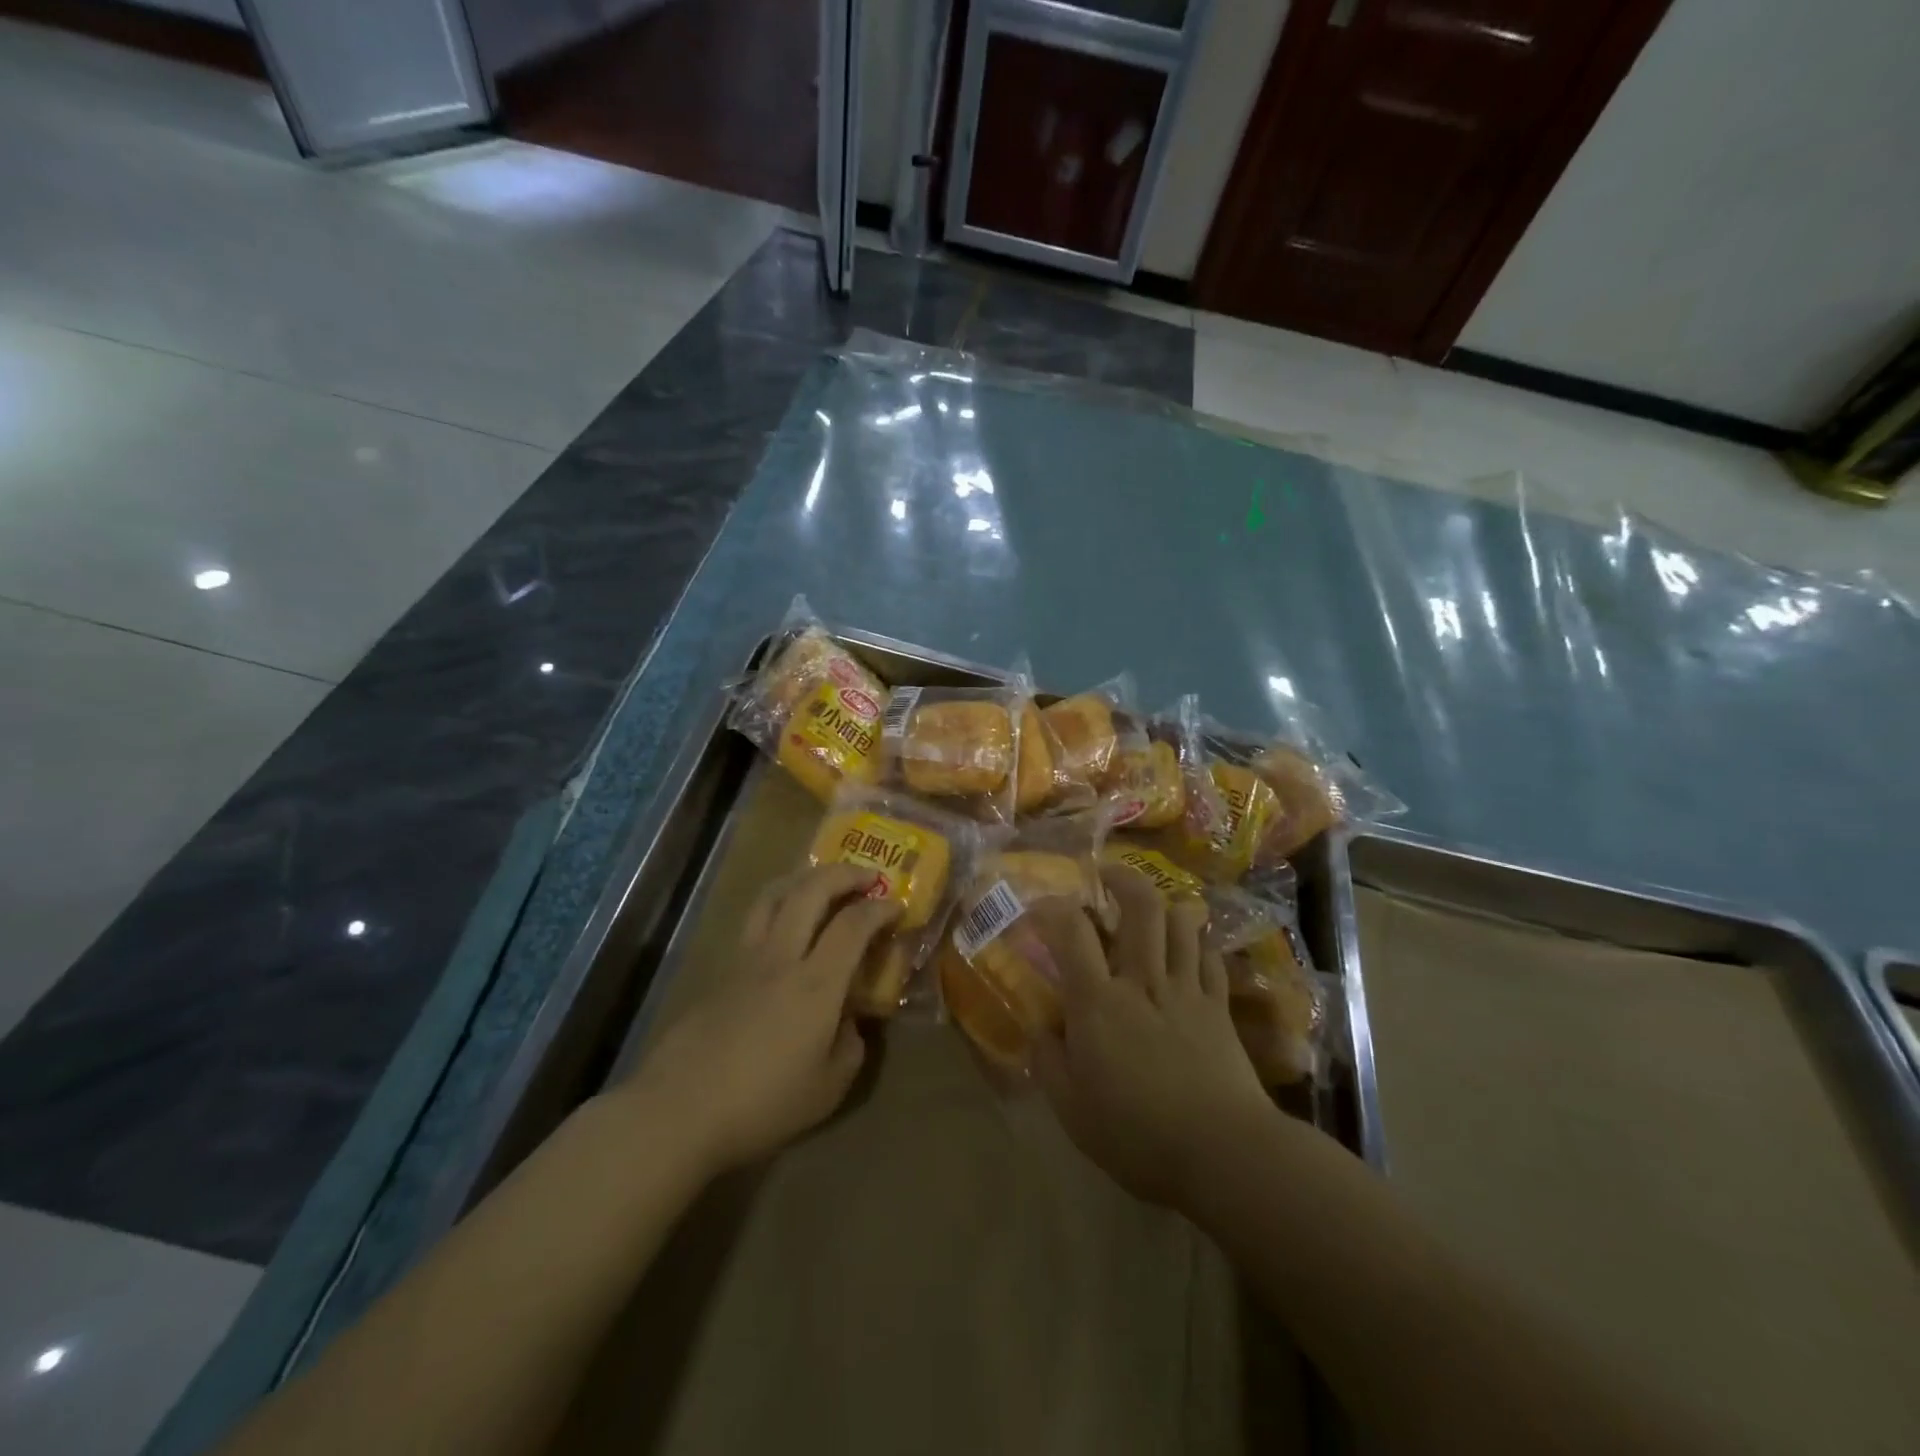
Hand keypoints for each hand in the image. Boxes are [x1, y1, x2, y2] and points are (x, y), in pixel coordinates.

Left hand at [616, 863, 897, 1176]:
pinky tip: (785, 930)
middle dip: (844, 874)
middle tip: (867, 877)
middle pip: (810, 890)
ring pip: (774, 895)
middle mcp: (781, 957)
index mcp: (816, 984)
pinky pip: (754, 922)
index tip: (896, 906)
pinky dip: (778, 908)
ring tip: (822, 884)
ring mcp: (745, 960)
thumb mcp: (828, 1089)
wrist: (679, 1111)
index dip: (880, 908)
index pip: (853, 924)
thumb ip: (850, 1046)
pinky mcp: (720, 972)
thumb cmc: (762, 1104)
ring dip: (804, 879)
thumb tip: (848, 1021)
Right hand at [1027, 863, 1271, 1209]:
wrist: (1223, 1152)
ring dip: (1164, 904)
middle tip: (1108, 875)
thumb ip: (1049, 1060)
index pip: (1071, 931)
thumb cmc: (1137, 1134)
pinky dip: (1197, 941)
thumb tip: (1041, 1027)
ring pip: (1182, 921)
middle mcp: (1142, 980)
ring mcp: (1186, 989)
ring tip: (1151, 908)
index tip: (1041, 906)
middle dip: (1123, 879)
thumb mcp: (1071, 1109)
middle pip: (1141, 906)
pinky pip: (1210, 956)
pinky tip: (1189, 947)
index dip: (1053, 907)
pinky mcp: (1218, 1006)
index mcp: (1099, 1002)